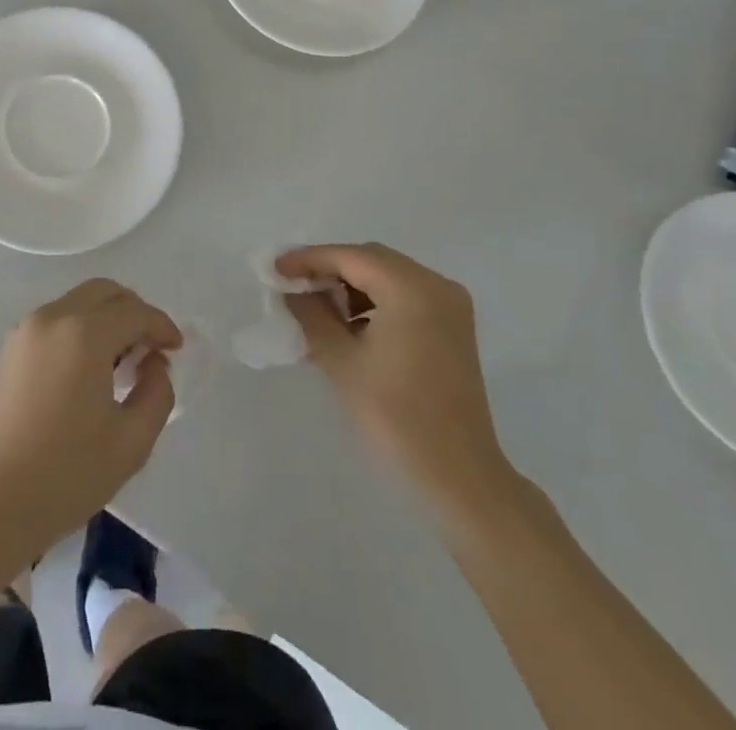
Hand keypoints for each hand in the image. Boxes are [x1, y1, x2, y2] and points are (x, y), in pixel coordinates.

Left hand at [0, 280, 182, 556]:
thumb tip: (154, 364)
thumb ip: (156, 393)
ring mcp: (26, 330)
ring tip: (120, 361)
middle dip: (133, 311)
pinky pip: (56, 320)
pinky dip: (80, 328)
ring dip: (105, 318)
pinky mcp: (9, 348)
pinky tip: (87, 369)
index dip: (162, 326)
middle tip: (150, 347)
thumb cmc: (65, 474)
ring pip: (77, 302)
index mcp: (84, 334)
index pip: (134, 312)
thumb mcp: (130, 442)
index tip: (177, 348)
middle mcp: (54, 318)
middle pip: (104, 292)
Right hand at [279, 244, 518, 526]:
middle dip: (330, 269)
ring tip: (317, 311)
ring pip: (388, 277)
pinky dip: (375, 303)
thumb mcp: (341, 362)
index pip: (350, 257)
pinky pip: (405, 297)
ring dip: (351, 287)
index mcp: (412, 288)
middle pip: (371, 260)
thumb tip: (292, 289)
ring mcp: (450, 307)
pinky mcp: (454, 329)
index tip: (275, 268)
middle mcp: (436, 286)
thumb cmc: (396, 418)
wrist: (460, 479)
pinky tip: (349, 328)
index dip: (309, 259)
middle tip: (293, 286)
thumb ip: (312, 315)